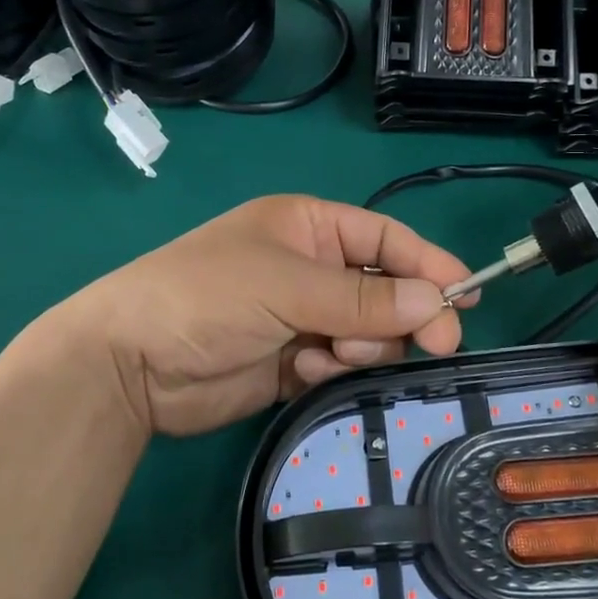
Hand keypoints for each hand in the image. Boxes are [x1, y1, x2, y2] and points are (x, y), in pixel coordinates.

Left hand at [64, 195, 470, 436]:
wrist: (131, 365)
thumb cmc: (207, 296)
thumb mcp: (287, 286)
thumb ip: (363, 300)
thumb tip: (437, 302)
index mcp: (308, 227)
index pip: (384, 239)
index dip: (427, 264)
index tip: (466, 296)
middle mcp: (311, 268)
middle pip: (385, 289)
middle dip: (403, 315)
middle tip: (434, 344)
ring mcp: (302, 317)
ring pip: (369, 332)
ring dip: (363, 345)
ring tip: (330, 355)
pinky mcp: (294, 362)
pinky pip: (341, 364)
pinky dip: (334, 370)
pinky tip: (303, 372)